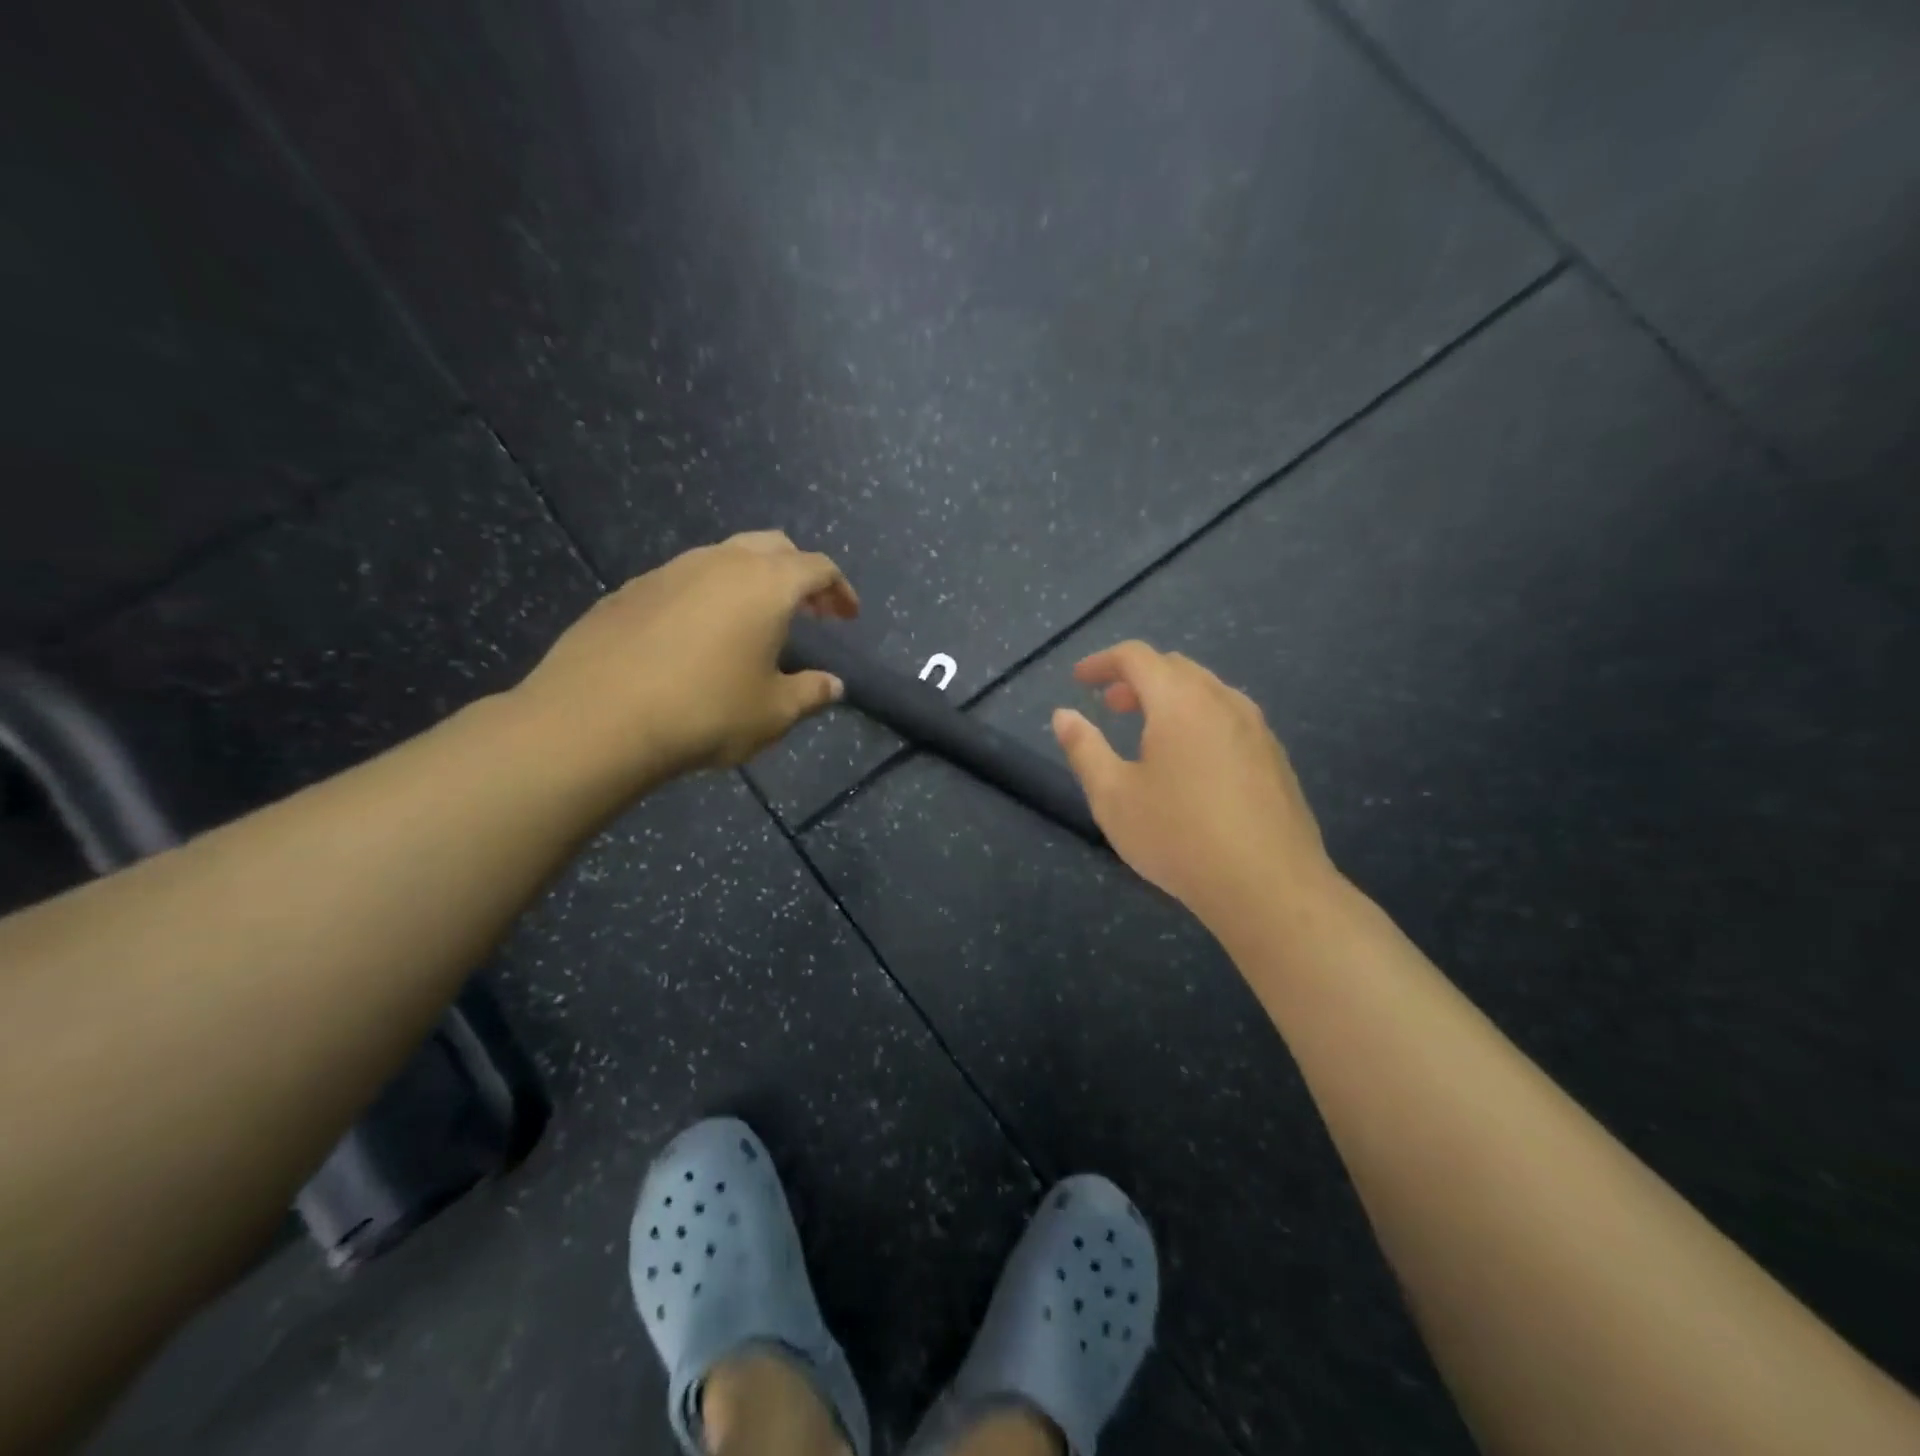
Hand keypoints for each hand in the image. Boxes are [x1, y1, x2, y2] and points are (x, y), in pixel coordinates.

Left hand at [516, 531, 857, 789]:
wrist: (597, 718)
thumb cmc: (705, 712)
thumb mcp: (773, 713)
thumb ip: (811, 693)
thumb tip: (833, 685)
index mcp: (766, 584)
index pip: (818, 567)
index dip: (839, 589)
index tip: (848, 616)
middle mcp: (720, 562)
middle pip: (773, 547)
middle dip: (798, 573)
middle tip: (809, 610)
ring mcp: (669, 570)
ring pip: (724, 557)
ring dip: (751, 581)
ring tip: (754, 622)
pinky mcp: (630, 590)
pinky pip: (684, 579)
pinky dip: (708, 596)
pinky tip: (697, 636)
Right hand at [1052, 641, 1336, 931]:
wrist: (1269, 886)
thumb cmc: (1178, 837)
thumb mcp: (1114, 796)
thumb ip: (1084, 749)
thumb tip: (1064, 715)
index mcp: (1180, 702)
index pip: (1137, 657)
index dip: (1102, 661)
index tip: (1079, 680)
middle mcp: (1223, 701)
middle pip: (1175, 667)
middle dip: (1136, 678)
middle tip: (1110, 706)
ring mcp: (1256, 728)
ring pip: (1206, 691)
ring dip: (1170, 697)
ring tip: (1148, 732)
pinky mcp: (1275, 756)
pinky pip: (1229, 717)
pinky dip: (1198, 718)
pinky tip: (1190, 761)